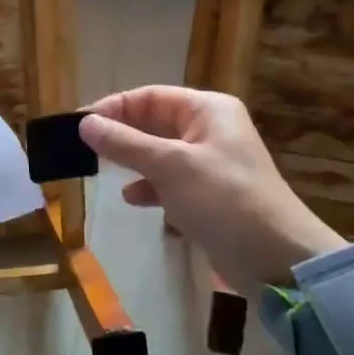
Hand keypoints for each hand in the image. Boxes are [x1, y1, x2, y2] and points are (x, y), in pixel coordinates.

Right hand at [79, 86, 346, 289]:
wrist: (275, 257)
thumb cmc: (223, 199)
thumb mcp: (170, 167)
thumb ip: (125, 144)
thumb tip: (85, 124)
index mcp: (207, 109)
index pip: (150, 97)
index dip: (113, 108)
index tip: (78, 126)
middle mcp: (210, 129)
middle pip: (154, 123)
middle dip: (120, 136)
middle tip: (83, 151)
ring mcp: (210, 163)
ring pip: (160, 153)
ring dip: (133, 162)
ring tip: (102, 174)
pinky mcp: (209, 194)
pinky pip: (170, 181)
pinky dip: (151, 187)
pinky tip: (134, 200)